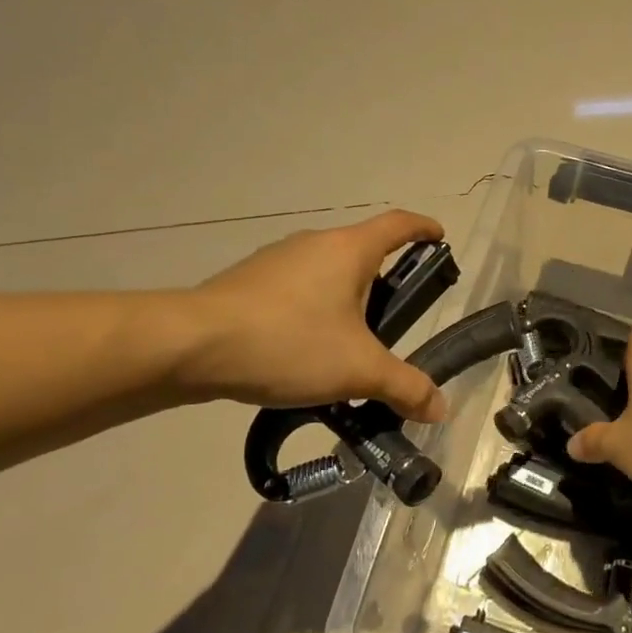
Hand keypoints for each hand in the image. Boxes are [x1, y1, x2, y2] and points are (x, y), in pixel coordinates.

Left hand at [172, 210, 447, 420]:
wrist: (190, 346)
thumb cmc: (289, 342)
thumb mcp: (357, 370)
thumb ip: (404, 386)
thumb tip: (441, 408)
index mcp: (349, 249)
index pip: (399, 224)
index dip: (424, 228)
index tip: (440, 238)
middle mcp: (315, 244)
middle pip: (362, 251)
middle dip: (383, 279)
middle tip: (395, 319)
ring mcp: (276, 260)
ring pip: (326, 272)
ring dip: (344, 298)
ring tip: (348, 346)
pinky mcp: (248, 282)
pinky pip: (295, 289)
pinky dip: (311, 310)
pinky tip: (303, 351)